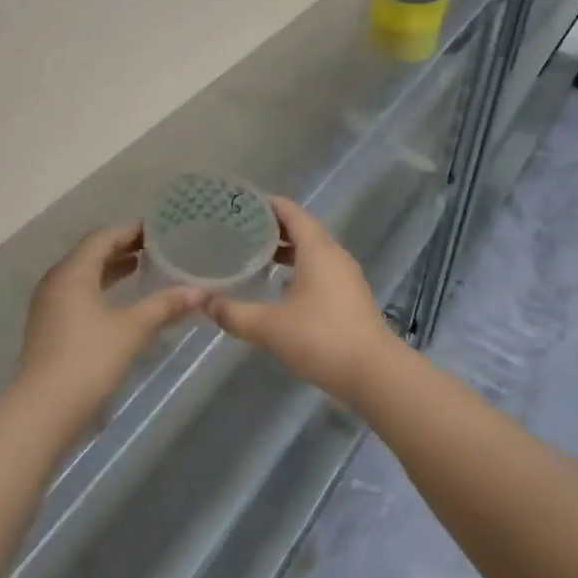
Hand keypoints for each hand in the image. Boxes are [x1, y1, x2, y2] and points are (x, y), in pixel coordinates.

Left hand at [19, 225, 203, 414]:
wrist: (44, 409)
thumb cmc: (90, 359)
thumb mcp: (133, 329)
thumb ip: (165, 305)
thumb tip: (200, 291)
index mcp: (73, 271)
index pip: (103, 237)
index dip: (131, 230)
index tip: (159, 229)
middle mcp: (56, 280)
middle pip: (91, 252)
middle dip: (122, 247)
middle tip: (155, 247)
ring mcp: (48, 304)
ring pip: (82, 274)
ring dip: (110, 268)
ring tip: (140, 267)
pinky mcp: (48, 326)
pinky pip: (76, 292)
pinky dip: (99, 287)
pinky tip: (119, 301)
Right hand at [201, 197, 397, 405]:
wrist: (374, 374)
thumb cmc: (321, 338)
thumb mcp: (269, 326)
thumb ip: (234, 313)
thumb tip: (203, 302)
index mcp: (318, 249)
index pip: (291, 211)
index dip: (266, 204)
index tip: (240, 203)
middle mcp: (334, 255)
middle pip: (302, 228)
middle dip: (272, 227)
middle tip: (238, 229)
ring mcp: (345, 277)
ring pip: (312, 251)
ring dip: (286, 250)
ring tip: (254, 256)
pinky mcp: (349, 297)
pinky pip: (320, 270)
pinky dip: (298, 268)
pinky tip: (279, 288)